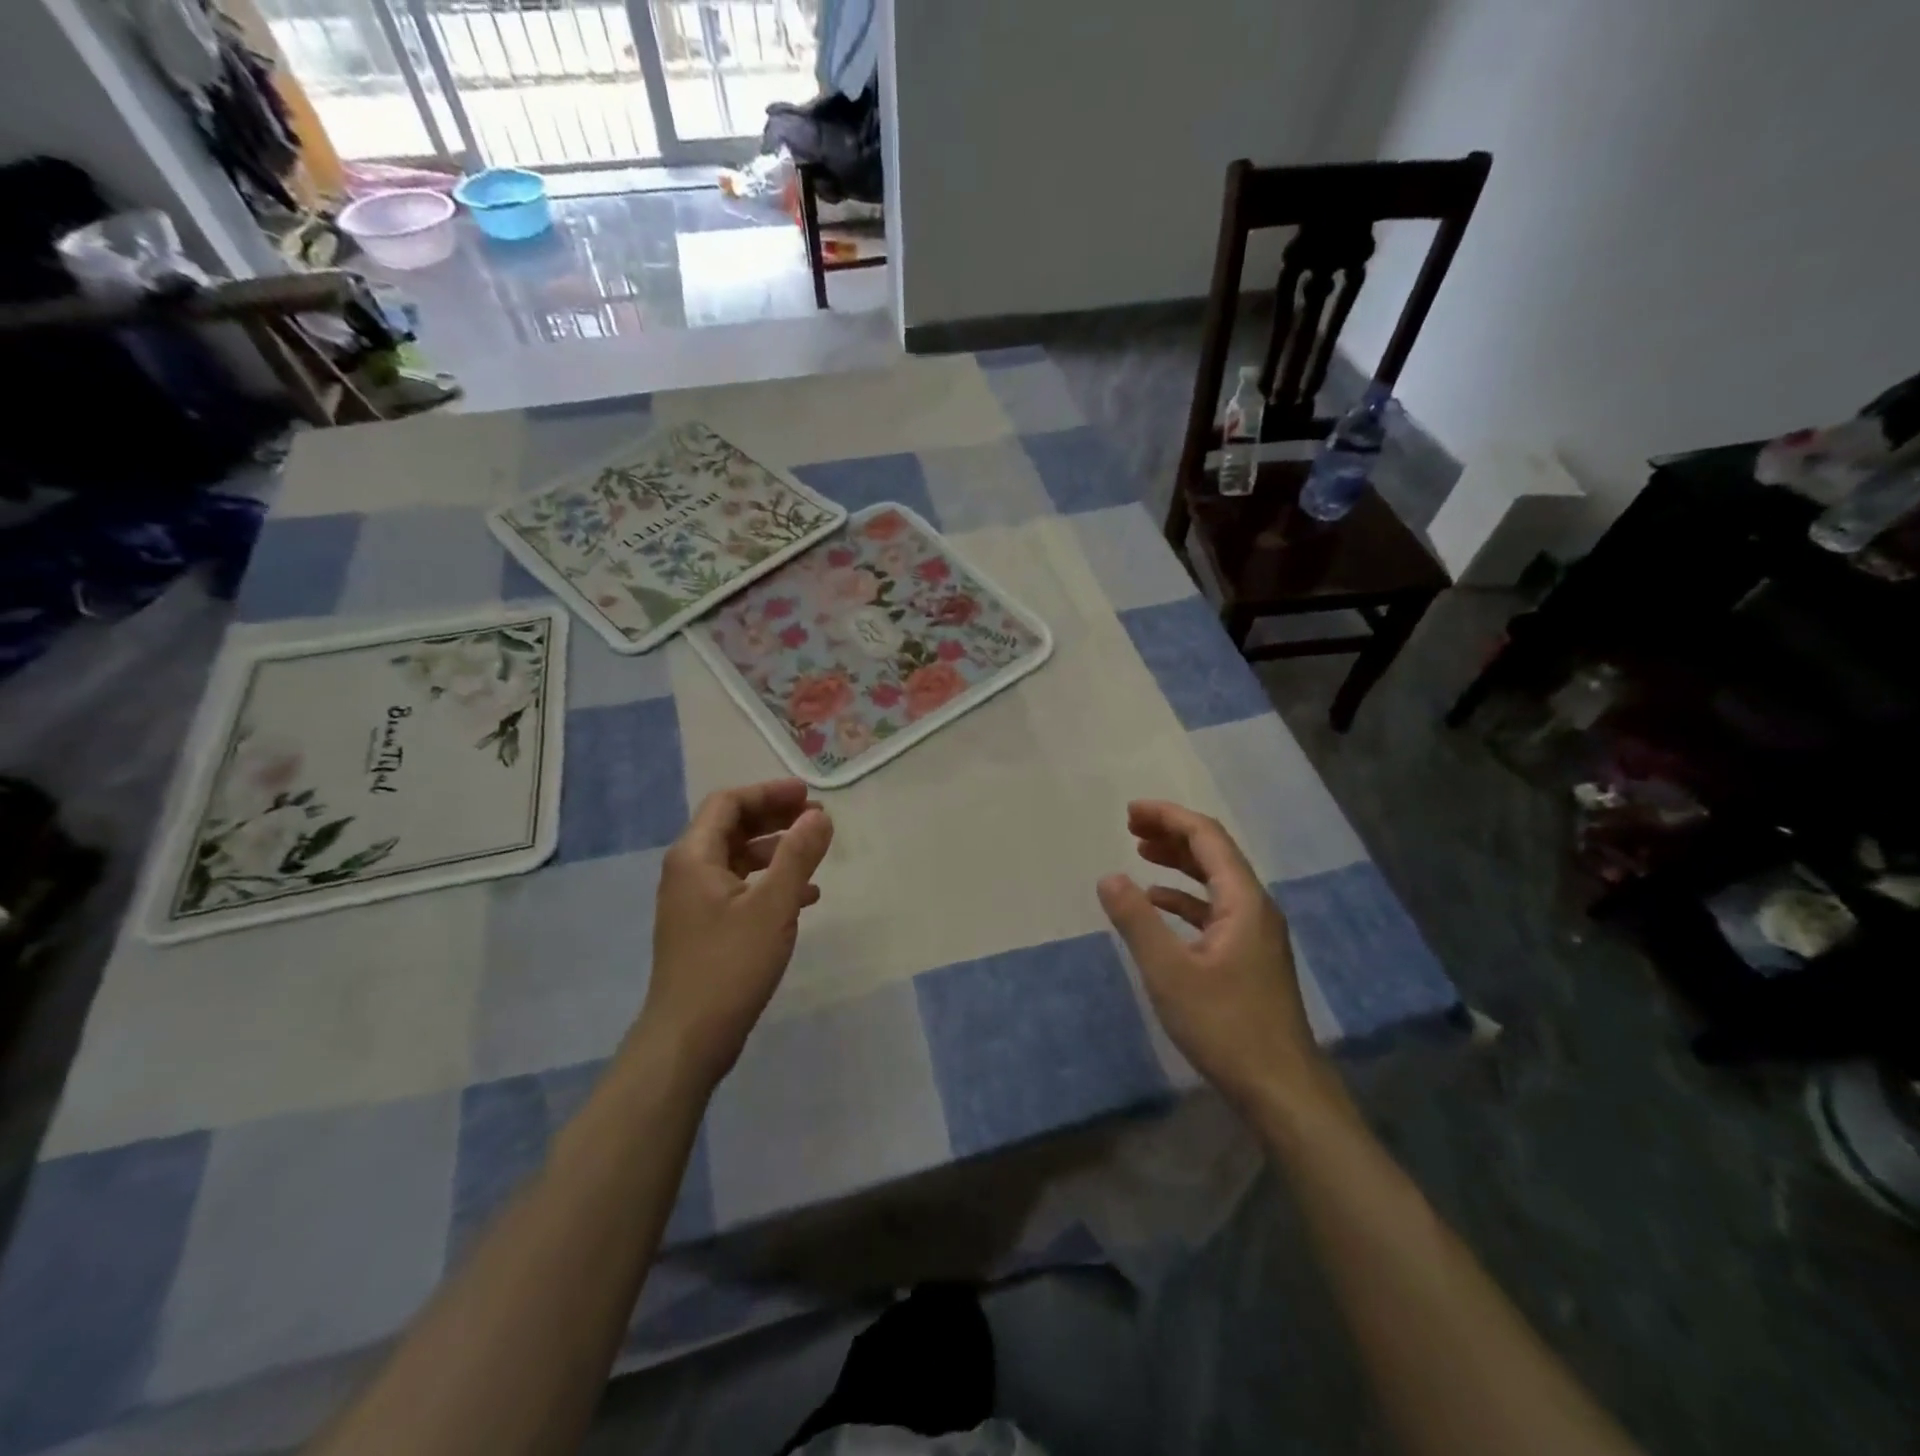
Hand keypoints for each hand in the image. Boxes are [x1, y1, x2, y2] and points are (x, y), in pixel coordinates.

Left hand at [637, 779, 833, 1089]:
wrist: (688, 1037)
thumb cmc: (730, 964)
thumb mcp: (773, 905)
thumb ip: (798, 855)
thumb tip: (819, 815)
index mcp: (694, 856)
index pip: (729, 803)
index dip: (769, 793)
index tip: (808, 795)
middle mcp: (688, 872)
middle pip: (732, 827)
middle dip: (775, 818)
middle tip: (817, 818)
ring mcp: (694, 902)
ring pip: (738, 859)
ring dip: (776, 850)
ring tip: (815, 853)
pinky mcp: (705, 928)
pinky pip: (740, 889)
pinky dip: (771, 882)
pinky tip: (805, 897)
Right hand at [1097, 800, 1326, 1113]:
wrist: (1281, 1088)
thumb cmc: (1224, 1025)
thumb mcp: (1169, 971)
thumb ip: (1136, 921)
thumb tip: (1109, 877)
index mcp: (1243, 900)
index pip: (1207, 837)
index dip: (1168, 817)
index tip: (1130, 812)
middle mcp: (1255, 907)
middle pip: (1213, 853)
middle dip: (1172, 833)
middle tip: (1130, 826)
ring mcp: (1255, 933)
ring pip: (1215, 881)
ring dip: (1178, 862)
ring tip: (1140, 852)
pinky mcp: (1249, 957)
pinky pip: (1215, 909)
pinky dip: (1185, 898)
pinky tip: (1158, 904)